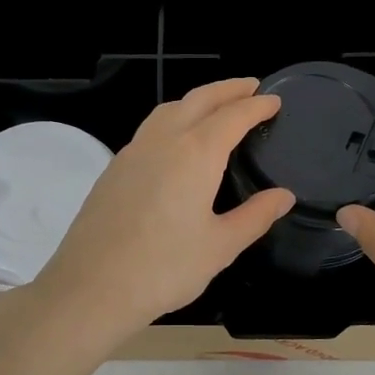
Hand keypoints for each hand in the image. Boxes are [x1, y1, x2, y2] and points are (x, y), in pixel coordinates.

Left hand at [23, 78, 295, 349]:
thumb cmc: (164, 269)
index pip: (233, 116)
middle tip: (250, 87)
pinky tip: (176, 142)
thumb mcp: (220, 246)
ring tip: (215, 107)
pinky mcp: (113, 169)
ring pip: (169, 110)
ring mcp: (132, 152)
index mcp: (195, 154)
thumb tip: (283, 196)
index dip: (256, 105)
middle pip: (199, 100)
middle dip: (227, 89)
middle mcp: (163, 141)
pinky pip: (149, 129)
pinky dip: (172, 119)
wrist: (91, 287)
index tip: (274, 100)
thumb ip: (255, 216)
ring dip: (196, 100)